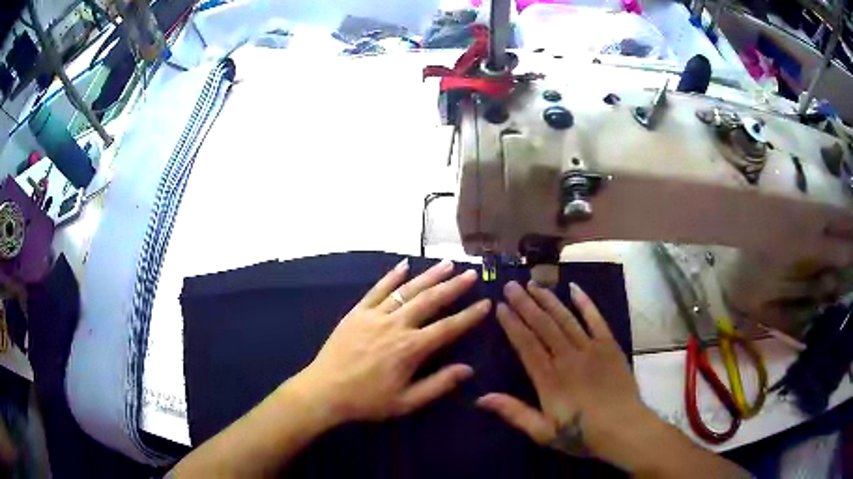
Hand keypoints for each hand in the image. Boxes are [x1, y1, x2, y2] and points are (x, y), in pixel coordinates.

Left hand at [297, 258, 490, 423]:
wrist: (325, 390)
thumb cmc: (367, 400)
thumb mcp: (406, 402)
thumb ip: (438, 384)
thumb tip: (467, 369)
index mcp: (410, 348)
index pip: (448, 328)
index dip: (469, 316)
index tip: (486, 303)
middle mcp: (396, 325)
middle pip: (430, 301)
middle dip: (453, 287)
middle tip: (471, 274)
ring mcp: (375, 315)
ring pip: (407, 291)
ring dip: (429, 276)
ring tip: (447, 264)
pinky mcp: (357, 312)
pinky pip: (377, 290)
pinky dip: (391, 277)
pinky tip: (404, 266)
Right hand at [477, 280, 652, 461]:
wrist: (623, 428)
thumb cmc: (581, 433)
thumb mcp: (542, 431)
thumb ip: (513, 413)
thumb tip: (480, 398)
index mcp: (549, 378)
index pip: (526, 344)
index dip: (512, 324)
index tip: (500, 306)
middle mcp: (567, 357)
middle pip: (543, 325)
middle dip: (525, 303)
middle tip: (511, 285)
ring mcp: (590, 348)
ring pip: (565, 318)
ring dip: (548, 300)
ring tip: (534, 284)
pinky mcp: (609, 345)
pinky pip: (596, 319)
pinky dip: (585, 303)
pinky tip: (574, 288)